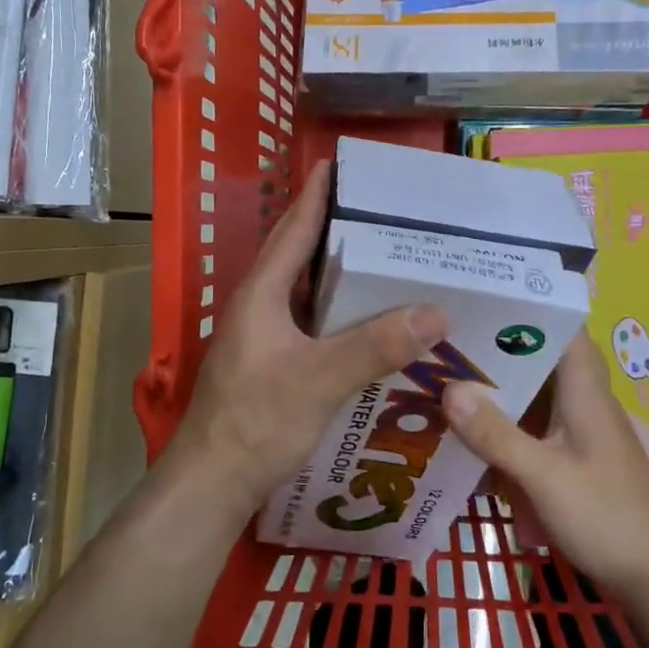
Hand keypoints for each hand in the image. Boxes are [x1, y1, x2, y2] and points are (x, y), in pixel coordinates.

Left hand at [171, 163, 447, 519]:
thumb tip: (436, 311)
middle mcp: (259, 307)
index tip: (340, 163)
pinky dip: (338, 314)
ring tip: (386, 260)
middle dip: (335, 229)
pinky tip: (369, 324)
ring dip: (338, 274)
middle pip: (299, 255)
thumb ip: (375, 345)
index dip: (316, 195)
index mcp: (261, 294)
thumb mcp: (320, 379)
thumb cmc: (256, 422)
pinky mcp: (270, 365)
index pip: (293, 230)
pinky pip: (310, 324)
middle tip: (382, 213)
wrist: (212, 484)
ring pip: (305, 292)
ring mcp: (262, 338)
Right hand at [442, 332, 648, 609]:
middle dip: (496, 348)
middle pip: (539, 358)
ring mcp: (579, 429)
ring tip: (445, 376)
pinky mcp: (573, 456)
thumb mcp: (544, 476)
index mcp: (585, 390)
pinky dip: (504, 423)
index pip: (561, 327)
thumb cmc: (607, 517)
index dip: (525, 307)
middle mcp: (584, 400)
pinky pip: (533, 426)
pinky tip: (470, 432)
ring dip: (497, 387)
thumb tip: (448, 388)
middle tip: (444, 338)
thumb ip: (496, 434)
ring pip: (533, 393)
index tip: (478, 297)